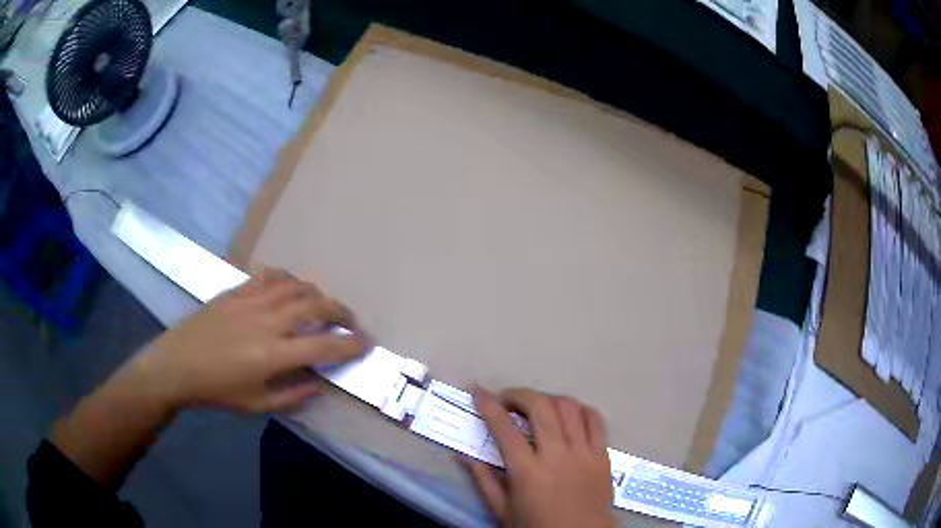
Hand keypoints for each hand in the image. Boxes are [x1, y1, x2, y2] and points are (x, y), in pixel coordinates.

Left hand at [136, 269, 368, 412]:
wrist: (177, 365)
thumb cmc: (217, 390)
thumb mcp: (257, 404)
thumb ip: (293, 395)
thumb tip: (319, 382)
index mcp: (273, 355)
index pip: (324, 346)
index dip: (350, 344)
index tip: (366, 343)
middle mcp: (267, 321)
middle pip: (315, 305)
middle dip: (340, 311)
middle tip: (350, 321)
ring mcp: (251, 300)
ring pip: (295, 286)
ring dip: (316, 293)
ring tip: (322, 304)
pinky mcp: (237, 290)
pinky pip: (270, 276)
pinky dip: (287, 279)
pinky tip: (290, 287)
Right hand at [468, 387, 614, 527]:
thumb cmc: (537, 526)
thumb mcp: (502, 510)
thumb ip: (483, 480)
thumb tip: (462, 456)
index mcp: (528, 472)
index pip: (504, 428)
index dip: (488, 405)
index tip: (478, 390)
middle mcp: (557, 456)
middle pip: (540, 407)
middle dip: (519, 394)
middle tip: (507, 400)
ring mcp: (584, 453)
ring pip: (568, 407)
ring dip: (548, 399)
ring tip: (536, 406)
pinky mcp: (602, 455)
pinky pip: (595, 420)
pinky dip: (579, 409)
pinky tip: (568, 414)